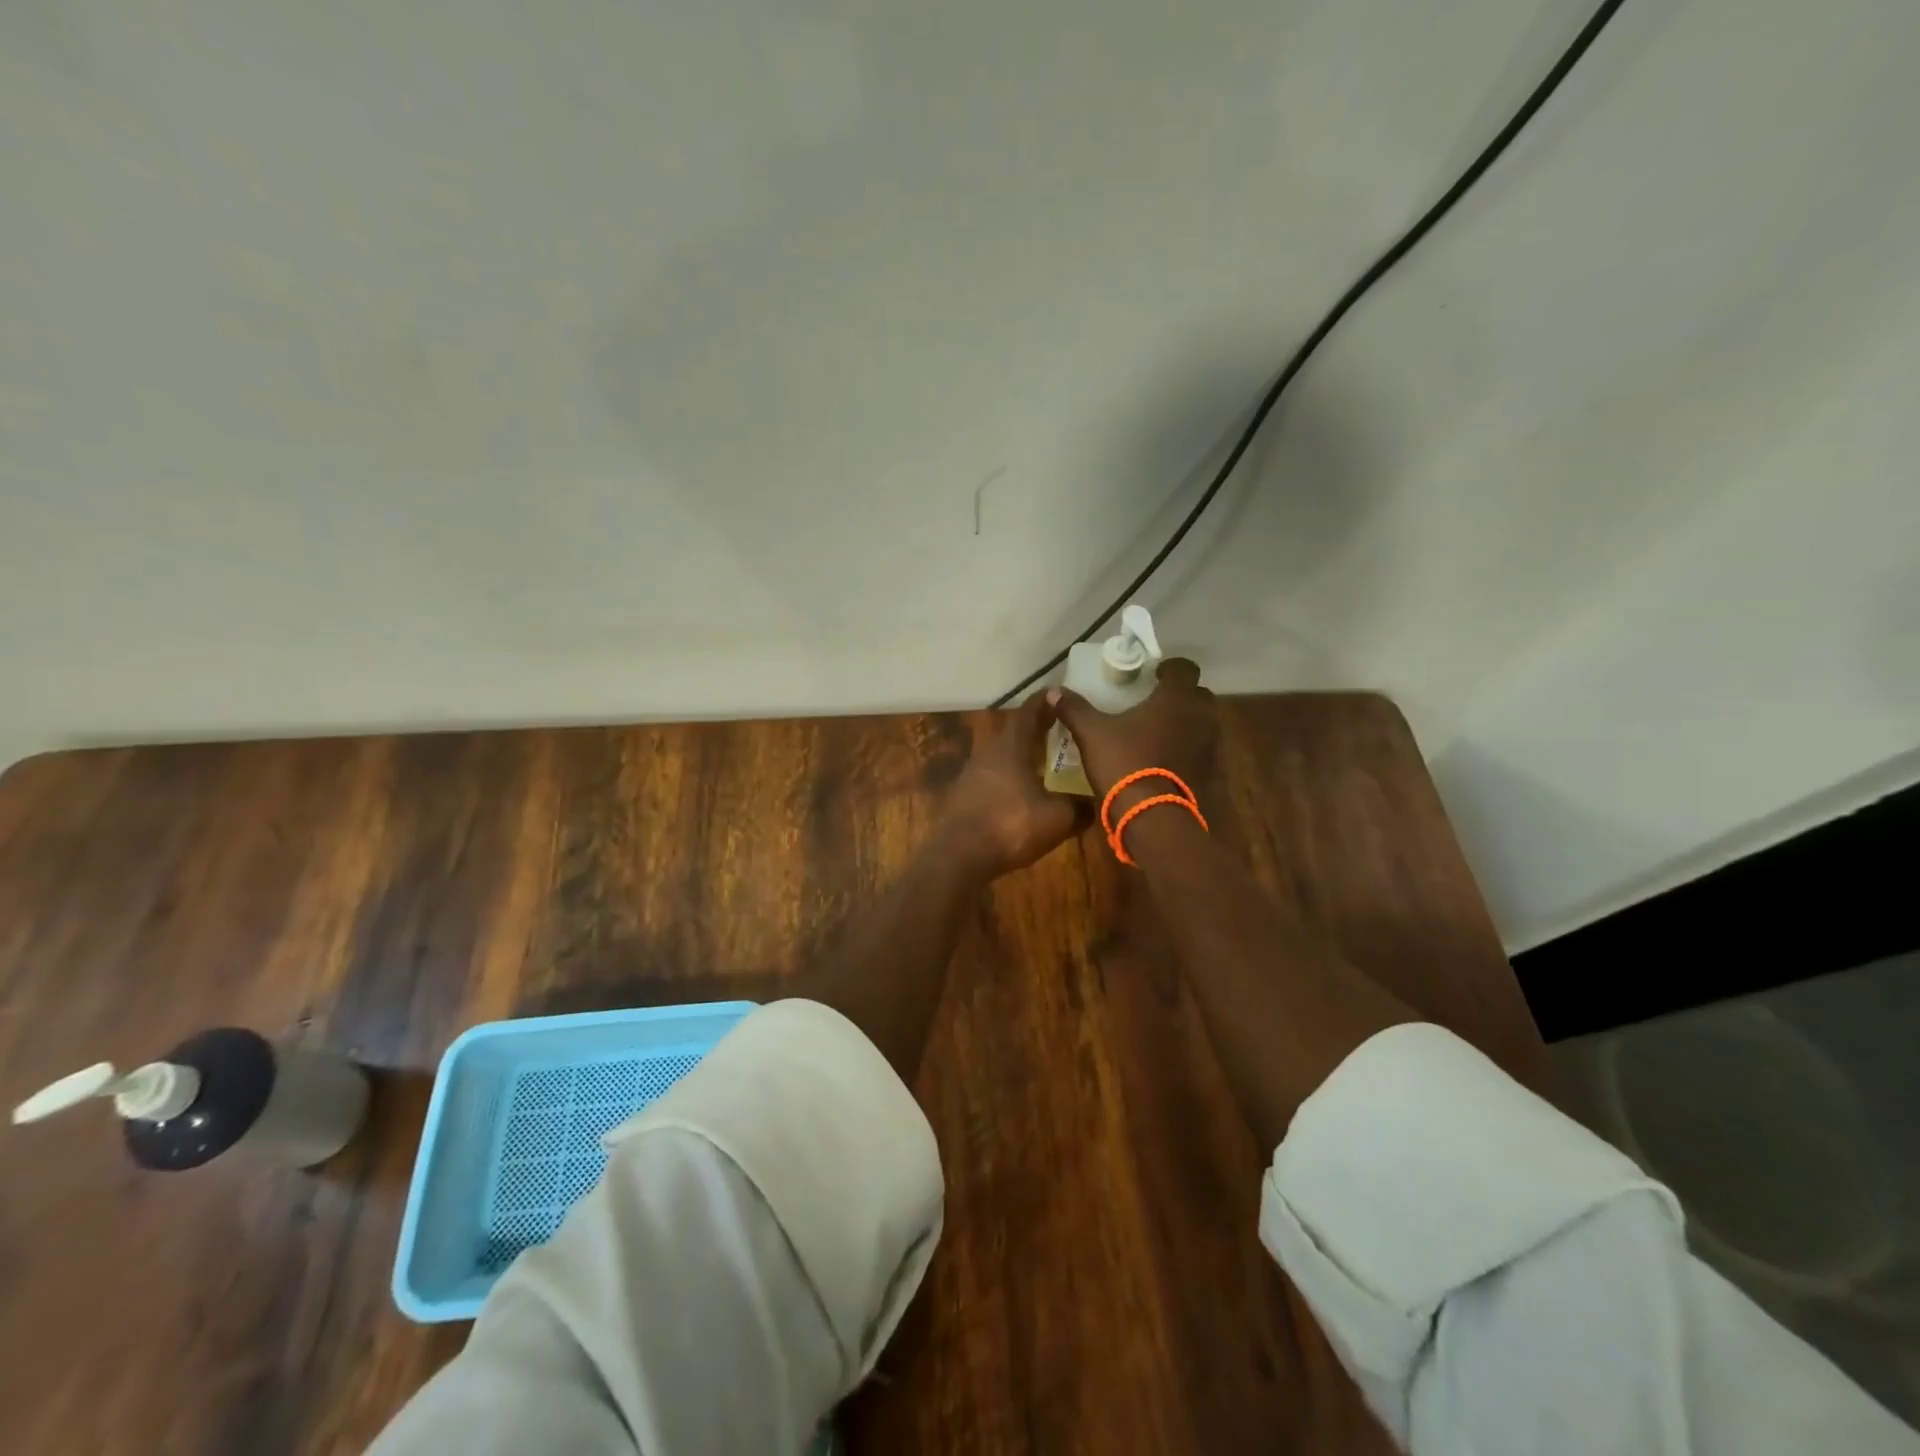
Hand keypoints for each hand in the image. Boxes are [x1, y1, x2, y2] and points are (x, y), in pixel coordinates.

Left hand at [941, 696, 1082, 878]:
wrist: (959, 856)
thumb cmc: (1010, 826)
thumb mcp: (1057, 818)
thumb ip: (1080, 807)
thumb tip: (1098, 803)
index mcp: (1011, 745)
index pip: (1030, 711)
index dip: (1047, 701)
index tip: (1060, 695)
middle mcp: (989, 750)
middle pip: (1014, 730)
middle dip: (1035, 727)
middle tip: (1057, 727)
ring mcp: (972, 772)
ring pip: (1001, 752)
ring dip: (1020, 752)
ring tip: (1043, 760)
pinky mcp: (964, 793)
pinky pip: (992, 774)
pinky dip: (1009, 774)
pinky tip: (1021, 790)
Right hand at [1047, 658, 1218, 808]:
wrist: (1154, 817)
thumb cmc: (1125, 763)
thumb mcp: (1091, 734)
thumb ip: (1075, 709)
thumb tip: (1053, 691)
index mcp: (1175, 698)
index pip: (1185, 668)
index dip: (1170, 668)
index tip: (1154, 676)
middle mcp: (1201, 716)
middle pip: (1198, 696)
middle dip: (1180, 697)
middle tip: (1155, 706)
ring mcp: (1212, 746)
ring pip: (1203, 725)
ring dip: (1186, 725)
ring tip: (1159, 736)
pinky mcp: (1213, 773)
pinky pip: (1203, 753)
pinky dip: (1189, 752)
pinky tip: (1167, 764)